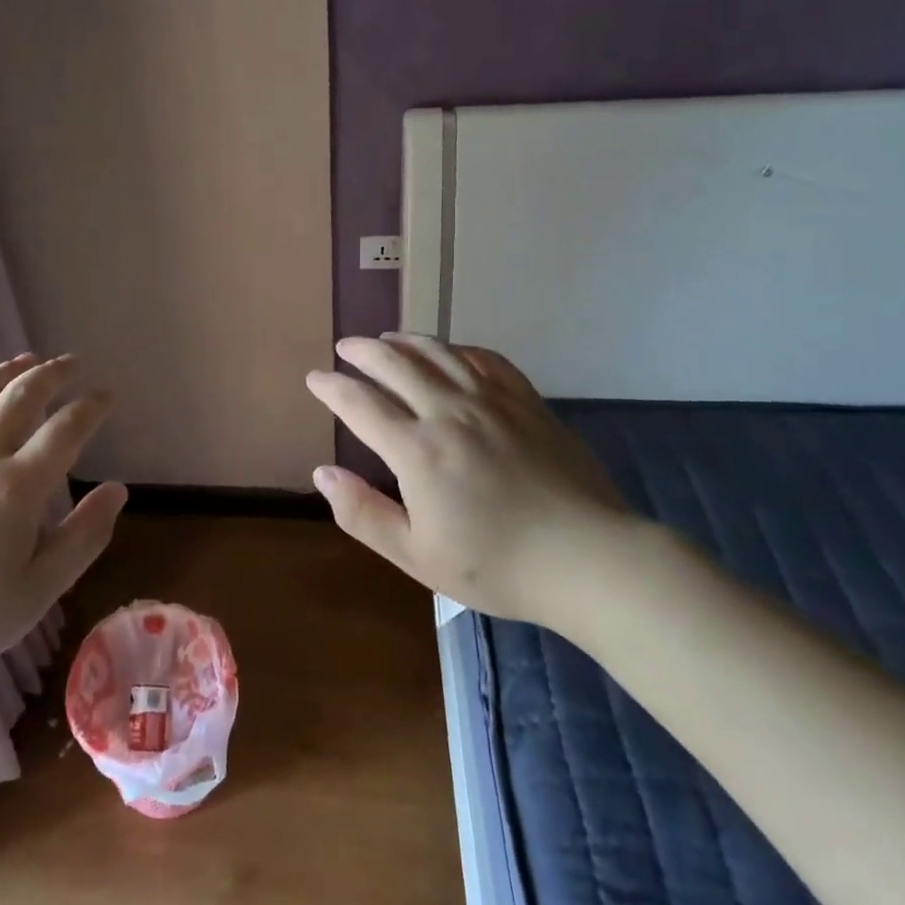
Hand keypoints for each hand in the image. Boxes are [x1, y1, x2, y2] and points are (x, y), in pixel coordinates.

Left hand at [0, 354, 127, 706]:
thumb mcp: (38, 592)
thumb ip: (84, 536)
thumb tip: (117, 489)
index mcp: (17, 487)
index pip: (66, 428)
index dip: (91, 406)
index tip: (106, 395)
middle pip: (20, 395)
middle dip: (52, 373)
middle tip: (71, 364)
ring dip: (5, 372)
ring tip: (24, 361)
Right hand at [305, 334, 633, 628]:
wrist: (589, 559)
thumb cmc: (497, 565)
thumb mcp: (417, 555)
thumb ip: (363, 513)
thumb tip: (322, 473)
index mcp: (417, 449)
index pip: (360, 403)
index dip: (332, 387)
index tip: (314, 378)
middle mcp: (449, 411)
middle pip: (395, 364)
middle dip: (363, 351)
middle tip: (345, 347)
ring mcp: (491, 401)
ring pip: (438, 353)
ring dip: (405, 341)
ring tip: (388, 339)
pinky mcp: (527, 401)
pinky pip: (485, 359)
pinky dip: (459, 349)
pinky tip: (451, 353)